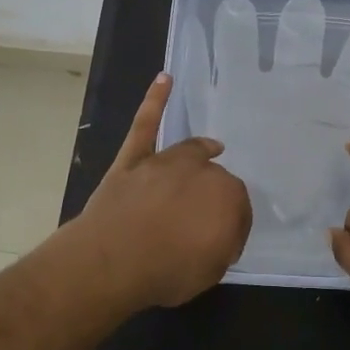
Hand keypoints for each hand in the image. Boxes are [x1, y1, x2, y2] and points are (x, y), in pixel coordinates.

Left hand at [64, 73, 252, 309]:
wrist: (112, 262)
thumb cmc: (167, 271)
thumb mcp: (212, 270)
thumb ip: (224, 245)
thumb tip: (224, 232)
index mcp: (227, 197)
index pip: (238, 207)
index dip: (230, 225)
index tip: (223, 243)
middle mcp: (201, 171)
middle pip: (215, 178)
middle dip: (214, 195)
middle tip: (206, 218)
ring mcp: (165, 161)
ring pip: (191, 151)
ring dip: (202, 151)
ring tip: (213, 148)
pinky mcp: (134, 158)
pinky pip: (146, 125)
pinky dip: (155, 100)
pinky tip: (165, 79)